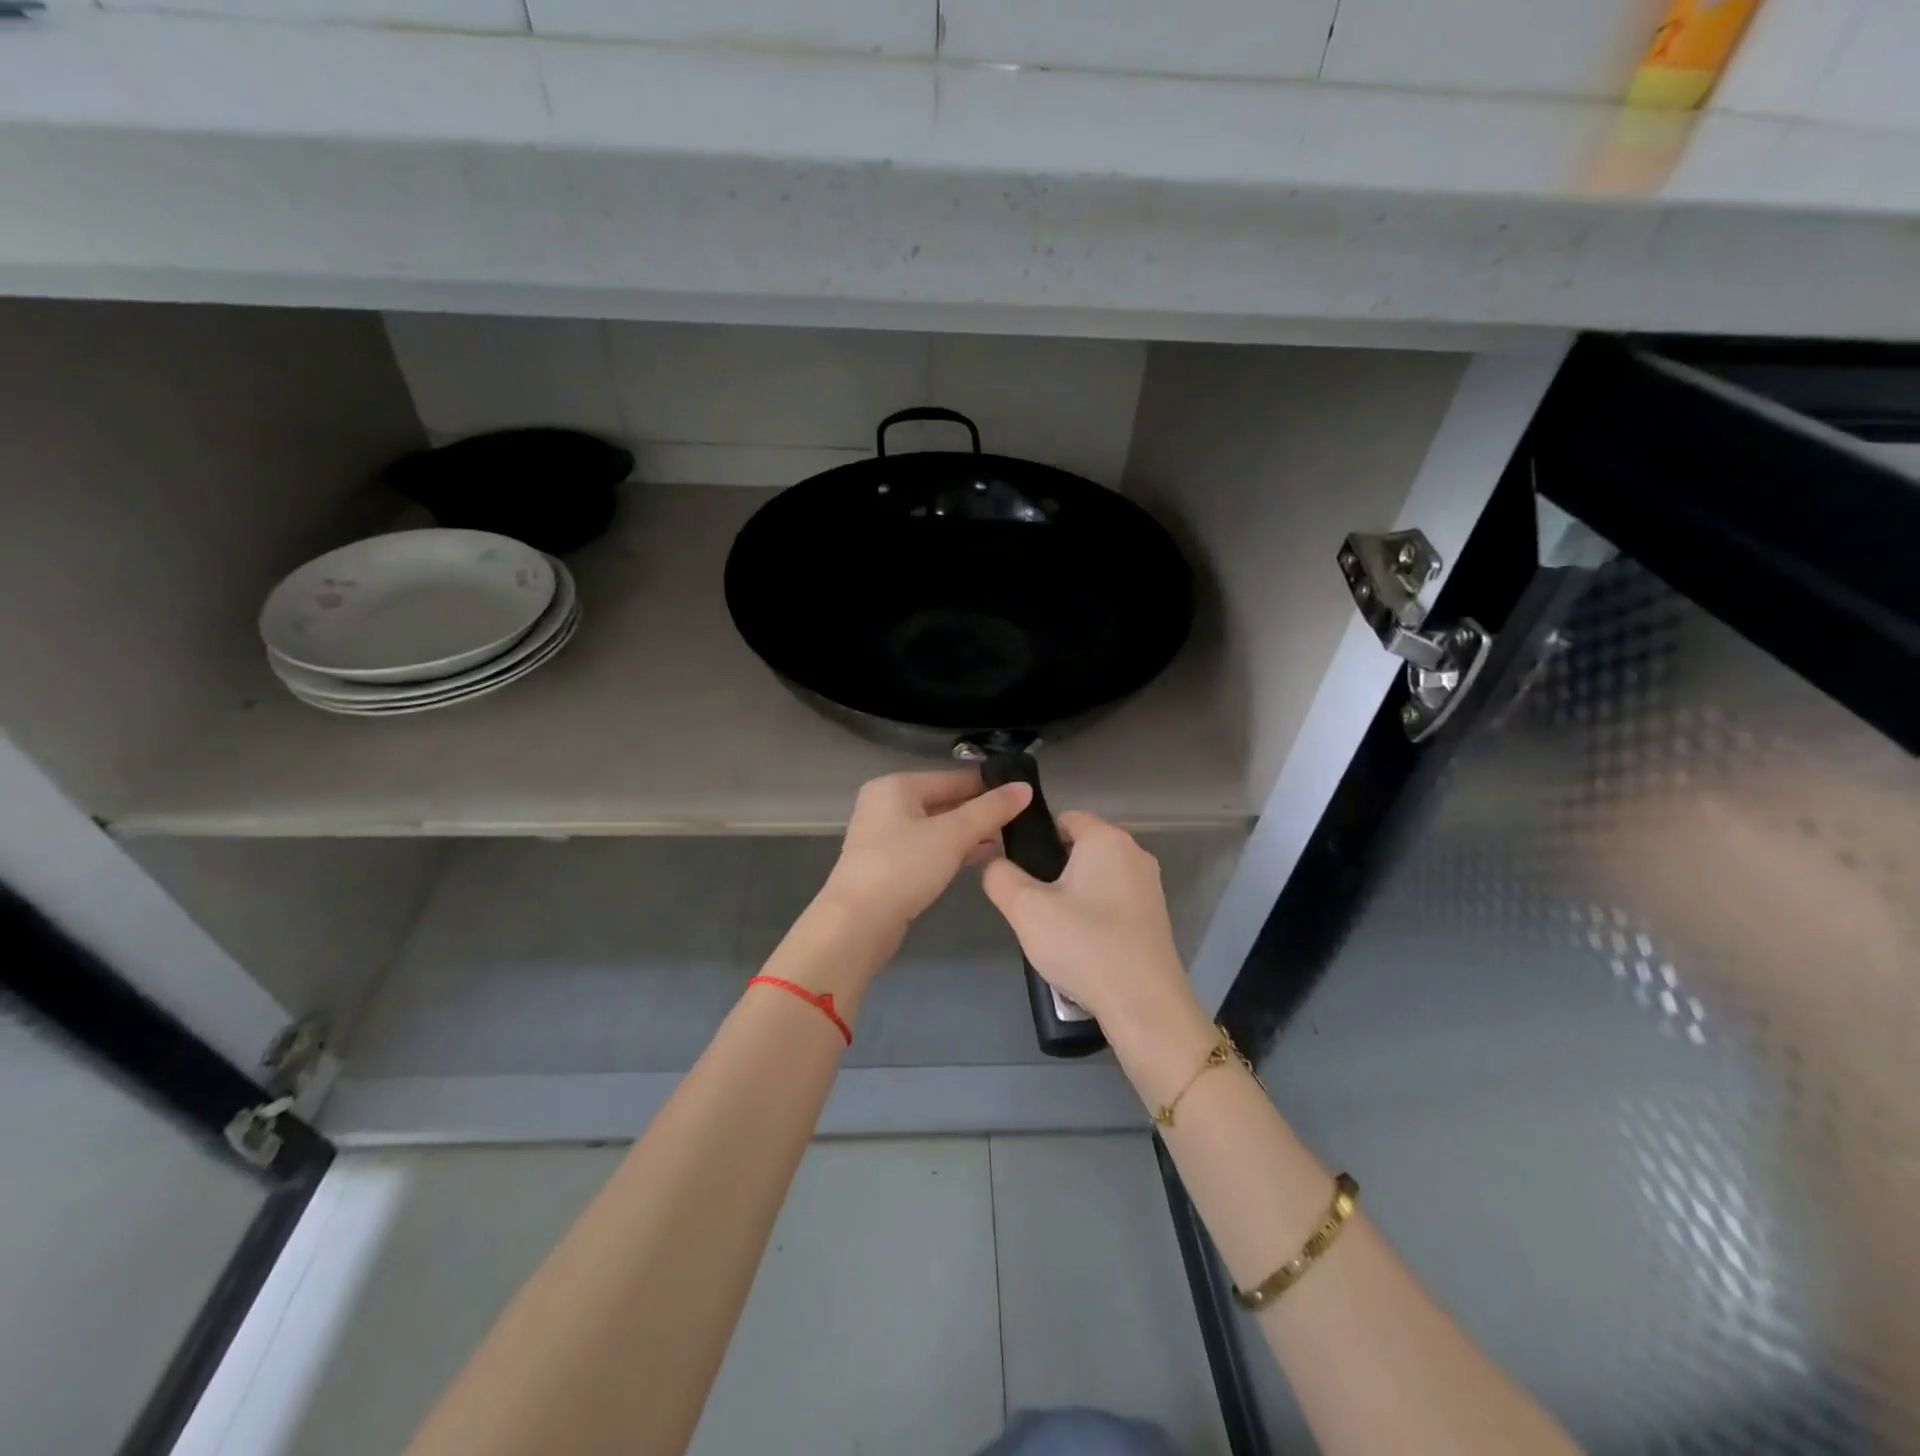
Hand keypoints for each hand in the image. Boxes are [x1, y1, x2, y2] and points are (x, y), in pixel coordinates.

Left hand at [819, 770, 1033, 937]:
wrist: (857, 923)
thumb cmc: (903, 867)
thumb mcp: (952, 834)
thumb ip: (990, 810)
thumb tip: (1025, 788)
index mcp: (897, 786)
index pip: (953, 777)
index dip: (989, 786)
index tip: (1024, 795)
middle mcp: (887, 804)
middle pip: (945, 800)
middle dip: (981, 812)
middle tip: (1021, 821)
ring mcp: (884, 836)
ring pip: (938, 827)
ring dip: (970, 833)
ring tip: (1010, 840)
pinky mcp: (888, 864)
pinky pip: (929, 848)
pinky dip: (953, 850)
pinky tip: (982, 858)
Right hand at [981, 810, 1203, 1048]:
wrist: (1143, 1004)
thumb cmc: (1083, 944)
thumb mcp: (1025, 909)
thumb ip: (1000, 876)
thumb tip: (994, 862)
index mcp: (1106, 838)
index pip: (1064, 818)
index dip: (1035, 838)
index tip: (1016, 869)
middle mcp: (1134, 852)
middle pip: (1081, 847)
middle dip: (1052, 868)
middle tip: (1030, 904)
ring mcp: (1150, 886)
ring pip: (1097, 876)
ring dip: (1073, 894)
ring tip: (1052, 929)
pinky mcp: (1156, 916)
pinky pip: (1114, 901)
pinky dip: (1095, 914)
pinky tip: (1080, 945)